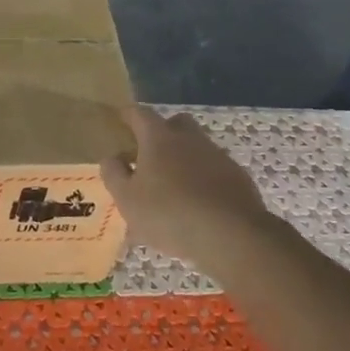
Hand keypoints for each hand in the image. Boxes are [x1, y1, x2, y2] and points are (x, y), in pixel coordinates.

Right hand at [101, 107, 280, 281]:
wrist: (231, 235)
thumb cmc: (168, 213)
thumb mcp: (127, 199)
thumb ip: (114, 174)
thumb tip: (111, 157)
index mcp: (158, 138)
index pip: (140, 114)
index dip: (128, 115)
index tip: (121, 119)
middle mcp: (189, 138)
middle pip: (175, 123)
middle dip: (162, 131)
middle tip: (149, 152)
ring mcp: (217, 156)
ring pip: (196, 146)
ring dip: (184, 157)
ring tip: (172, 184)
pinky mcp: (238, 177)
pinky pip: (214, 169)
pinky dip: (203, 178)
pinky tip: (197, 202)